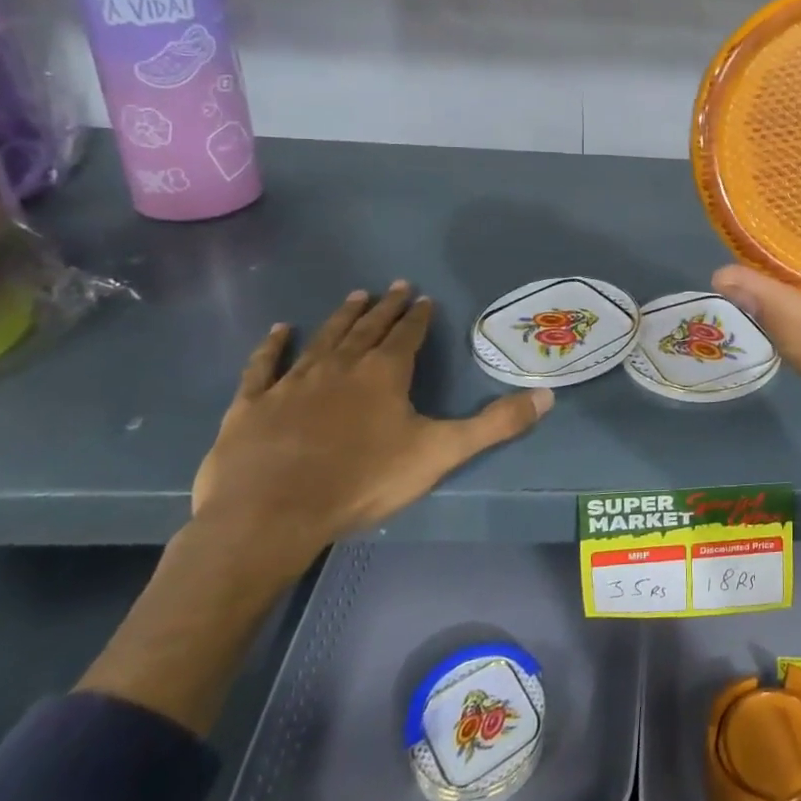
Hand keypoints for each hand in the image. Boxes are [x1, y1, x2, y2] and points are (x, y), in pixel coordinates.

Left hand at [191, 282, 551, 573]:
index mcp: (385, 374)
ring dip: (342, 317)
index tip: (424, 298)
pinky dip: (273, 346)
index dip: (418, 316)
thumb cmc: (362, 481)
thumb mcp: (441, 453)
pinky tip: (280, 330)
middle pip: (367, 328)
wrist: (270, 515)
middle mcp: (341, 366)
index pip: (407, 335)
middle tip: (395, 286)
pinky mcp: (253, 405)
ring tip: (355, 295)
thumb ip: (495, 425)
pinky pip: (265, 366)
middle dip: (385, 307)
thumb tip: (547, 396)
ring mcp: (293, 382)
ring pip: (324, 338)